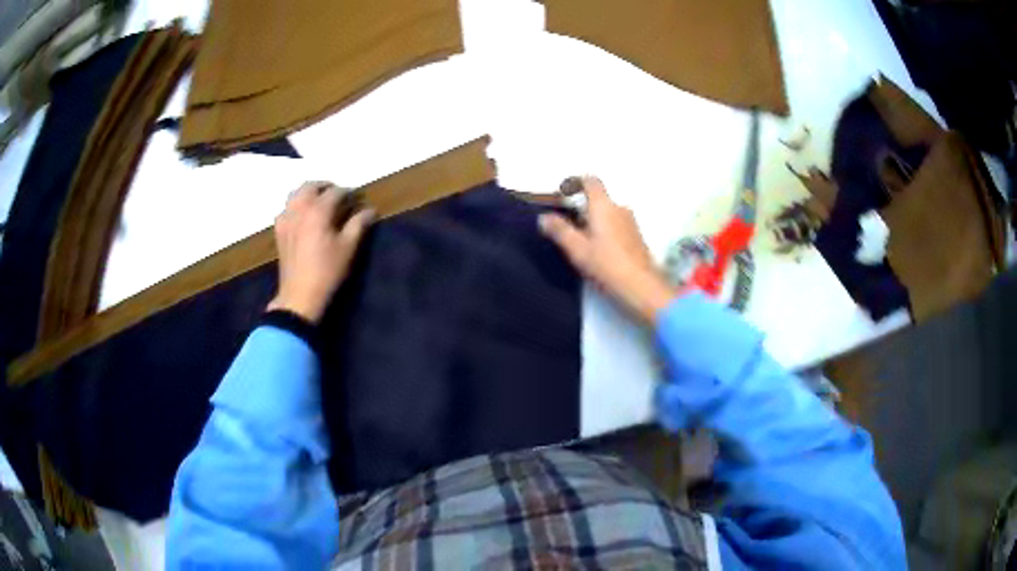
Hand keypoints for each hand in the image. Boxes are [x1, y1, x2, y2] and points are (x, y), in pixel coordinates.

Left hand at [267, 182, 374, 322]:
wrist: (300, 295)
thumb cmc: (327, 271)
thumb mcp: (348, 248)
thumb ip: (359, 224)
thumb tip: (370, 210)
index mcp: (318, 210)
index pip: (336, 192)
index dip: (349, 193)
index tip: (358, 199)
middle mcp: (299, 208)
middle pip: (311, 186)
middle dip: (326, 187)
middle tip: (339, 195)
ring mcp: (286, 218)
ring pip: (296, 194)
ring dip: (309, 192)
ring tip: (320, 202)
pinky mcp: (279, 230)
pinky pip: (287, 208)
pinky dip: (296, 205)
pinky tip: (303, 217)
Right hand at [539, 176, 675, 323]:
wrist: (641, 287)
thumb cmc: (607, 264)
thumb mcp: (577, 249)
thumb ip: (559, 230)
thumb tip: (543, 217)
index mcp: (604, 206)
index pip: (590, 181)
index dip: (575, 182)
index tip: (563, 193)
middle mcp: (620, 208)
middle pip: (598, 199)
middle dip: (581, 208)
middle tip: (566, 225)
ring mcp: (631, 223)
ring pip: (608, 214)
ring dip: (593, 221)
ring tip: (580, 241)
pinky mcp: (637, 237)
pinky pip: (616, 225)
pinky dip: (604, 231)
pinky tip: (597, 251)